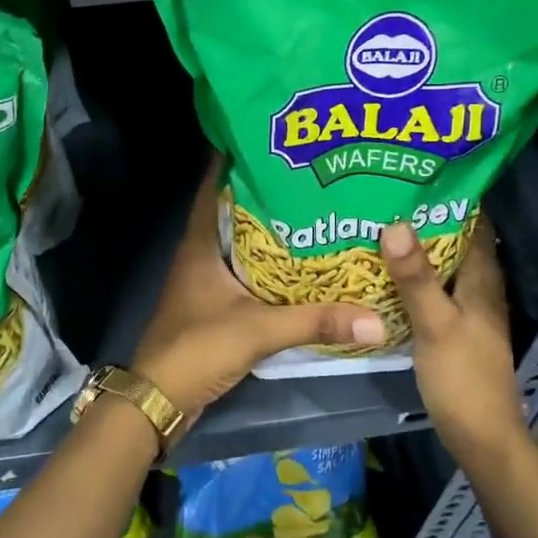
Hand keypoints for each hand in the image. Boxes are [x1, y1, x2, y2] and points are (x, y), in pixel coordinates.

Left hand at [132, 160, 383, 422]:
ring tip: (315, 210)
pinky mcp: (214, 302)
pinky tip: (301, 263)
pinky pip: (247, 270)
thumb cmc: (198, 348)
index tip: (275, 138)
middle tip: (312, 174)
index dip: (238, 158)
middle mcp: (201, 251)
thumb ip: (315, 322)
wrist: (160, 398)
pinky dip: (270, 263)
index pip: (214, 184)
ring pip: (242, 240)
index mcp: (201, 241)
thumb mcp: (258, 330)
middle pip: (234, 209)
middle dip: (268, 192)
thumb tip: (376, 319)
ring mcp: (206, 278)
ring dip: (271, 228)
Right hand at [378, 219, 524, 453]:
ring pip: (442, 267)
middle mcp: (478, 289)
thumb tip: (396, 223)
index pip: (475, 224)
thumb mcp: (435, 323)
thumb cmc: (463, 377)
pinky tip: (383, 274)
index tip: (415, 176)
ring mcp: (466, 310)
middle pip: (455, 242)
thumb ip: (416, 278)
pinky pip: (432, 290)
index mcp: (482, 280)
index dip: (452, 198)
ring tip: (377, 226)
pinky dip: (412, 278)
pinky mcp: (452, 329)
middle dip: (425, 220)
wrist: (480, 437)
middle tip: (384, 197)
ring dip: (417, 249)